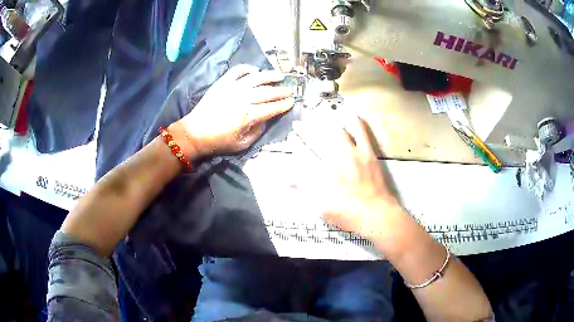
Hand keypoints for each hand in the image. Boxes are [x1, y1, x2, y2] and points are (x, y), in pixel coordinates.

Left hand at [176, 65, 294, 157]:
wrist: (195, 133)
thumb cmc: (219, 141)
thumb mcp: (242, 144)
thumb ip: (258, 131)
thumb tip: (266, 119)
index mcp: (248, 116)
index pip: (272, 108)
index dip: (284, 105)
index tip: (292, 102)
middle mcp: (243, 99)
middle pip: (268, 92)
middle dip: (282, 91)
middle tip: (290, 90)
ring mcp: (232, 88)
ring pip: (257, 77)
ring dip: (270, 75)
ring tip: (280, 75)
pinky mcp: (223, 83)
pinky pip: (238, 70)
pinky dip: (248, 68)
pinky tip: (255, 71)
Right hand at [293, 114, 404, 239]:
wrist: (376, 214)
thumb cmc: (347, 213)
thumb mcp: (321, 207)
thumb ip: (304, 190)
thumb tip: (287, 180)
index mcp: (322, 174)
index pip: (303, 154)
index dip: (295, 144)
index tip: (290, 137)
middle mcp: (336, 160)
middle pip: (317, 139)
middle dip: (305, 129)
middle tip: (298, 123)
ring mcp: (353, 155)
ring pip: (336, 132)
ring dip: (325, 123)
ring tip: (318, 116)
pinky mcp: (368, 154)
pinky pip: (361, 133)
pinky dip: (356, 123)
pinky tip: (351, 116)